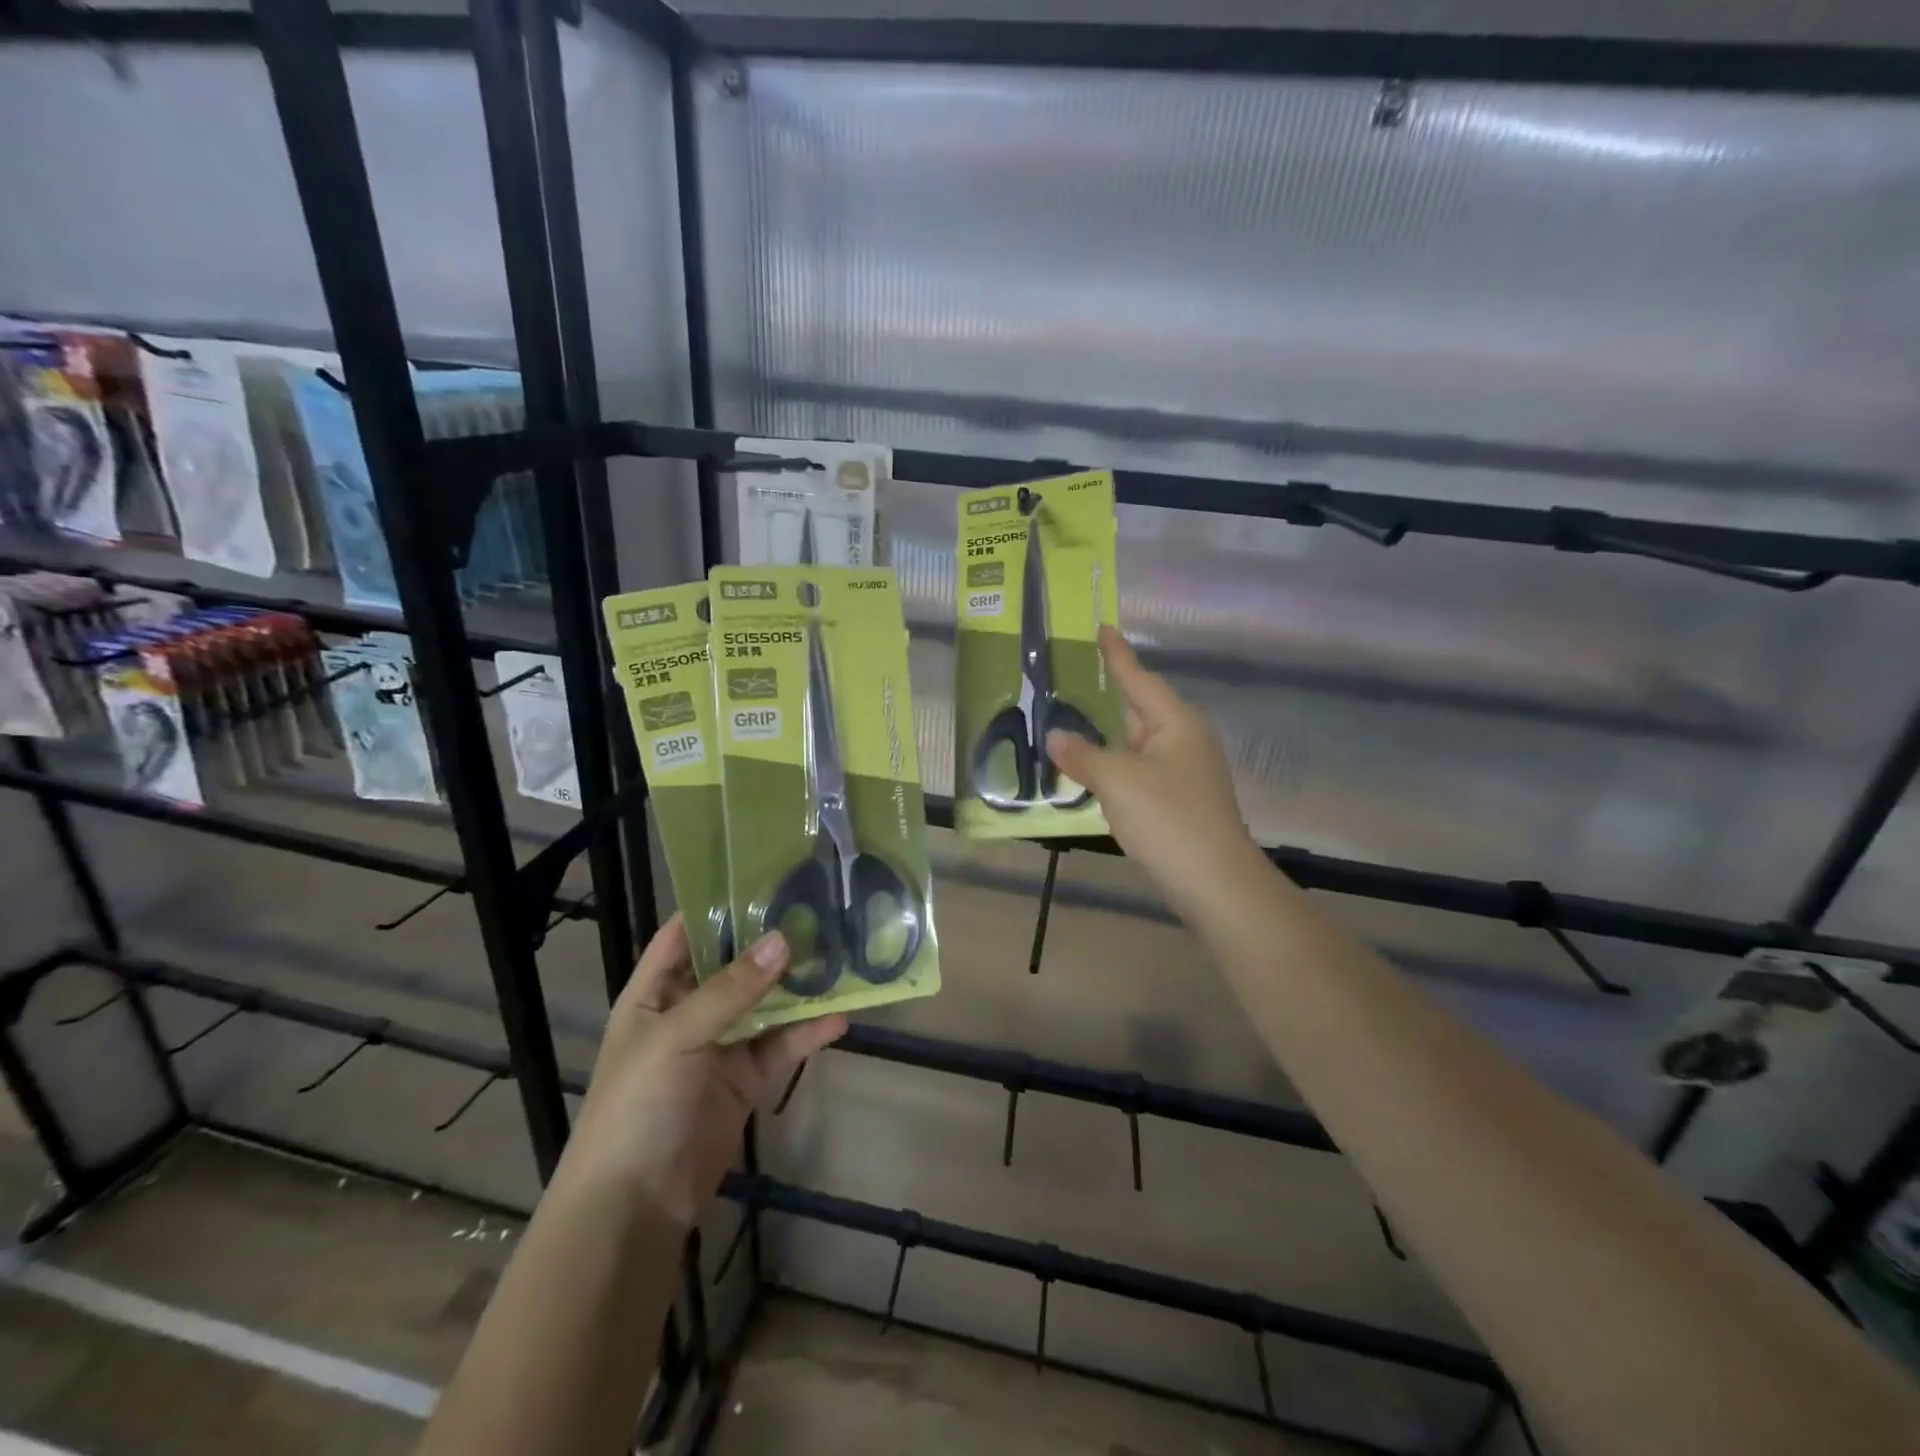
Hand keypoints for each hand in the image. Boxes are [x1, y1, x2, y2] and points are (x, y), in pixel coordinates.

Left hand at [561, 915, 846, 1226]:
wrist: (633, 1207)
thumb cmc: (637, 1106)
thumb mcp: (676, 1037)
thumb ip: (731, 990)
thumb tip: (784, 939)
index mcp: (654, 992)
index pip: (684, 932)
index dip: (718, 905)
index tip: (766, 876)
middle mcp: (688, 1010)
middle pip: (733, 965)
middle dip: (771, 941)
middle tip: (818, 908)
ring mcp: (719, 1045)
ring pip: (764, 1003)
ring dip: (797, 986)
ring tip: (840, 955)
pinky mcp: (745, 1080)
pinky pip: (781, 1046)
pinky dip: (808, 1033)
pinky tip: (840, 1018)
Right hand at [1047, 626, 1258, 912]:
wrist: (1214, 882)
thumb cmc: (1168, 818)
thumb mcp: (1118, 781)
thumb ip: (1082, 755)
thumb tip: (1055, 738)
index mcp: (1175, 722)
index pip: (1138, 678)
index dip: (1117, 654)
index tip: (1102, 628)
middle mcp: (1183, 740)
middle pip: (1138, 708)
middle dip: (1107, 695)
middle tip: (1069, 677)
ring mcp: (1183, 772)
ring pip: (1136, 743)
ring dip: (1106, 735)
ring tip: (1068, 721)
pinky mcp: (1177, 801)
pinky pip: (1138, 770)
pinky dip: (1113, 765)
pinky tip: (1089, 770)